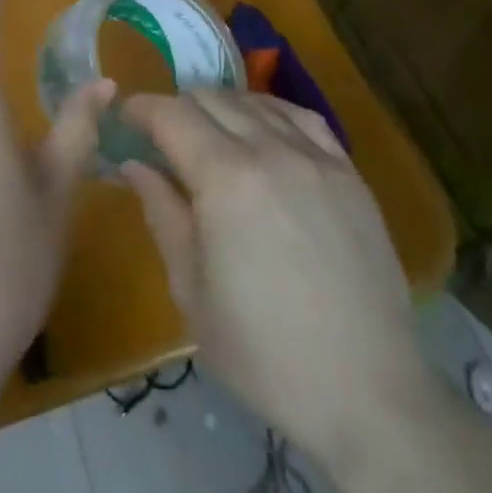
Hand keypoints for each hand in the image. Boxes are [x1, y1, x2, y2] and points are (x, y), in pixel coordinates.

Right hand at [120, 89, 431, 468]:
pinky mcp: (349, 173)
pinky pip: (302, 117)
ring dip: (219, 108)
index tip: (124, 119)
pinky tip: (260, 128)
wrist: (367, 392)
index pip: (171, 115)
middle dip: (175, 109)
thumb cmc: (263, 352)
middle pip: (210, 100)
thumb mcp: (191, 290)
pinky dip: (268, 111)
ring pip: (254, 103)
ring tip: (206, 134)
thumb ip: (161, 213)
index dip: (141, 109)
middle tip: (159, 137)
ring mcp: (316, 158)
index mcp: (225, 179)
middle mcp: (270, 151)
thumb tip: (134, 165)